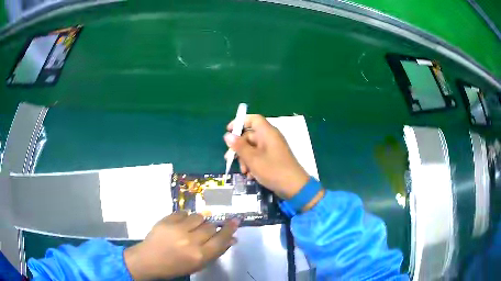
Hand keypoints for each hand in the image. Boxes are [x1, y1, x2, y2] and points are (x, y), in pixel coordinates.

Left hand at [124, 212, 238, 279]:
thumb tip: (231, 239)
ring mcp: (178, 229)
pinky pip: (183, 212)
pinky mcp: (166, 220)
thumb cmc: (175, 266)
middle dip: (211, 228)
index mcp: (200, 255)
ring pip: (199, 216)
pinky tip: (180, 224)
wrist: (149, 260)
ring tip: (191, 227)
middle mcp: (191, 241)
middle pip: (211, 226)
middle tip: (204, 232)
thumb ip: (215, 251)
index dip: (230, 229)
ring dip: (199, 221)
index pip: (221, 239)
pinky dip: (185, 217)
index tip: (236, 220)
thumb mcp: (198, 264)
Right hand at [224, 114, 309, 199]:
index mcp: (267, 133)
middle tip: (230, 159)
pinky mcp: (273, 159)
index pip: (253, 119)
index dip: (240, 122)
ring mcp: (272, 149)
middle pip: (250, 136)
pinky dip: (253, 165)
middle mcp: (270, 138)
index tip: (229, 131)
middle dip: (239, 148)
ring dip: (245, 159)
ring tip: (244, 172)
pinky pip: (259, 157)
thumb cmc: (273, 170)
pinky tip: (251, 176)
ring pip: (252, 148)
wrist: (294, 187)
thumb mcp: (252, 159)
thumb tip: (227, 135)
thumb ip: (239, 146)